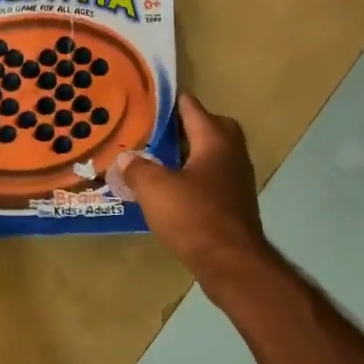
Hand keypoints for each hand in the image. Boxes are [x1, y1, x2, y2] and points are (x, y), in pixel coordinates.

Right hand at [118, 94, 274, 281]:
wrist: (231, 263)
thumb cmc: (193, 216)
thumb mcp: (154, 188)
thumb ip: (137, 168)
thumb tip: (125, 158)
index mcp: (214, 140)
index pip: (193, 108)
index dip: (172, 102)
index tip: (151, 100)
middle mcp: (232, 154)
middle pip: (214, 128)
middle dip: (190, 126)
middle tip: (162, 132)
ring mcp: (237, 180)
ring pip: (215, 155)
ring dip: (194, 153)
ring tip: (163, 160)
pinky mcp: (236, 204)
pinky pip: (215, 178)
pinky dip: (197, 177)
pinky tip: (176, 190)